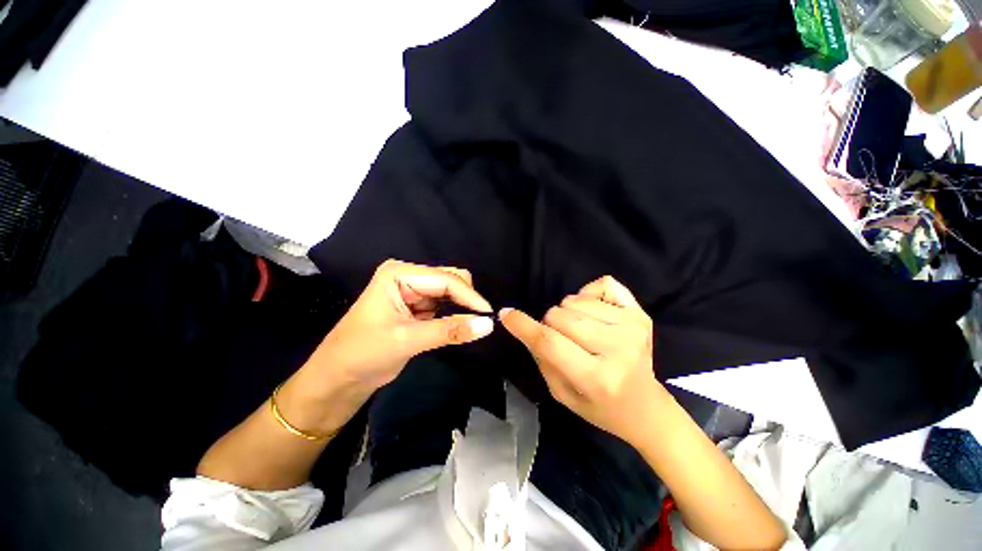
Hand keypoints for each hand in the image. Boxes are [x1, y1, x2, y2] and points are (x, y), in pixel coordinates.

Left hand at [311, 259, 494, 391]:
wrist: (338, 378)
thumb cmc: (363, 353)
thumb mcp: (408, 340)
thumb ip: (449, 331)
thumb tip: (488, 325)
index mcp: (399, 274)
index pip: (445, 280)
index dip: (470, 296)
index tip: (489, 315)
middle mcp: (408, 276)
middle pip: (450, 280)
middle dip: (467, 299)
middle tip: (482, 321)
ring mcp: (412, 290)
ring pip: (450, 293)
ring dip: (462, 307)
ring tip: (475, 324)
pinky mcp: (417, 306)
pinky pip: (444, 305)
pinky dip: (455, 314)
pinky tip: (461, 325)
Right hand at [500, 276, 664, 444]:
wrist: (645, 407)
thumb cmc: (599, 405)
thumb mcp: (560, 393)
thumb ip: (540, 357)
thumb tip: (520, 323)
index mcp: (596, 378)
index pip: (549, 343)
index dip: (523, 326)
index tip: (506, 314)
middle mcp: (618, 349)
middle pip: (560, 316)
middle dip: (549, 324)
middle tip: (560, 339)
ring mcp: (632, 327)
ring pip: (575, 300)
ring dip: (568, 312)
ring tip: (580, 330)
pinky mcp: (640, 314)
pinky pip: (602, 284)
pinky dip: (589, 295)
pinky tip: (595, 313)